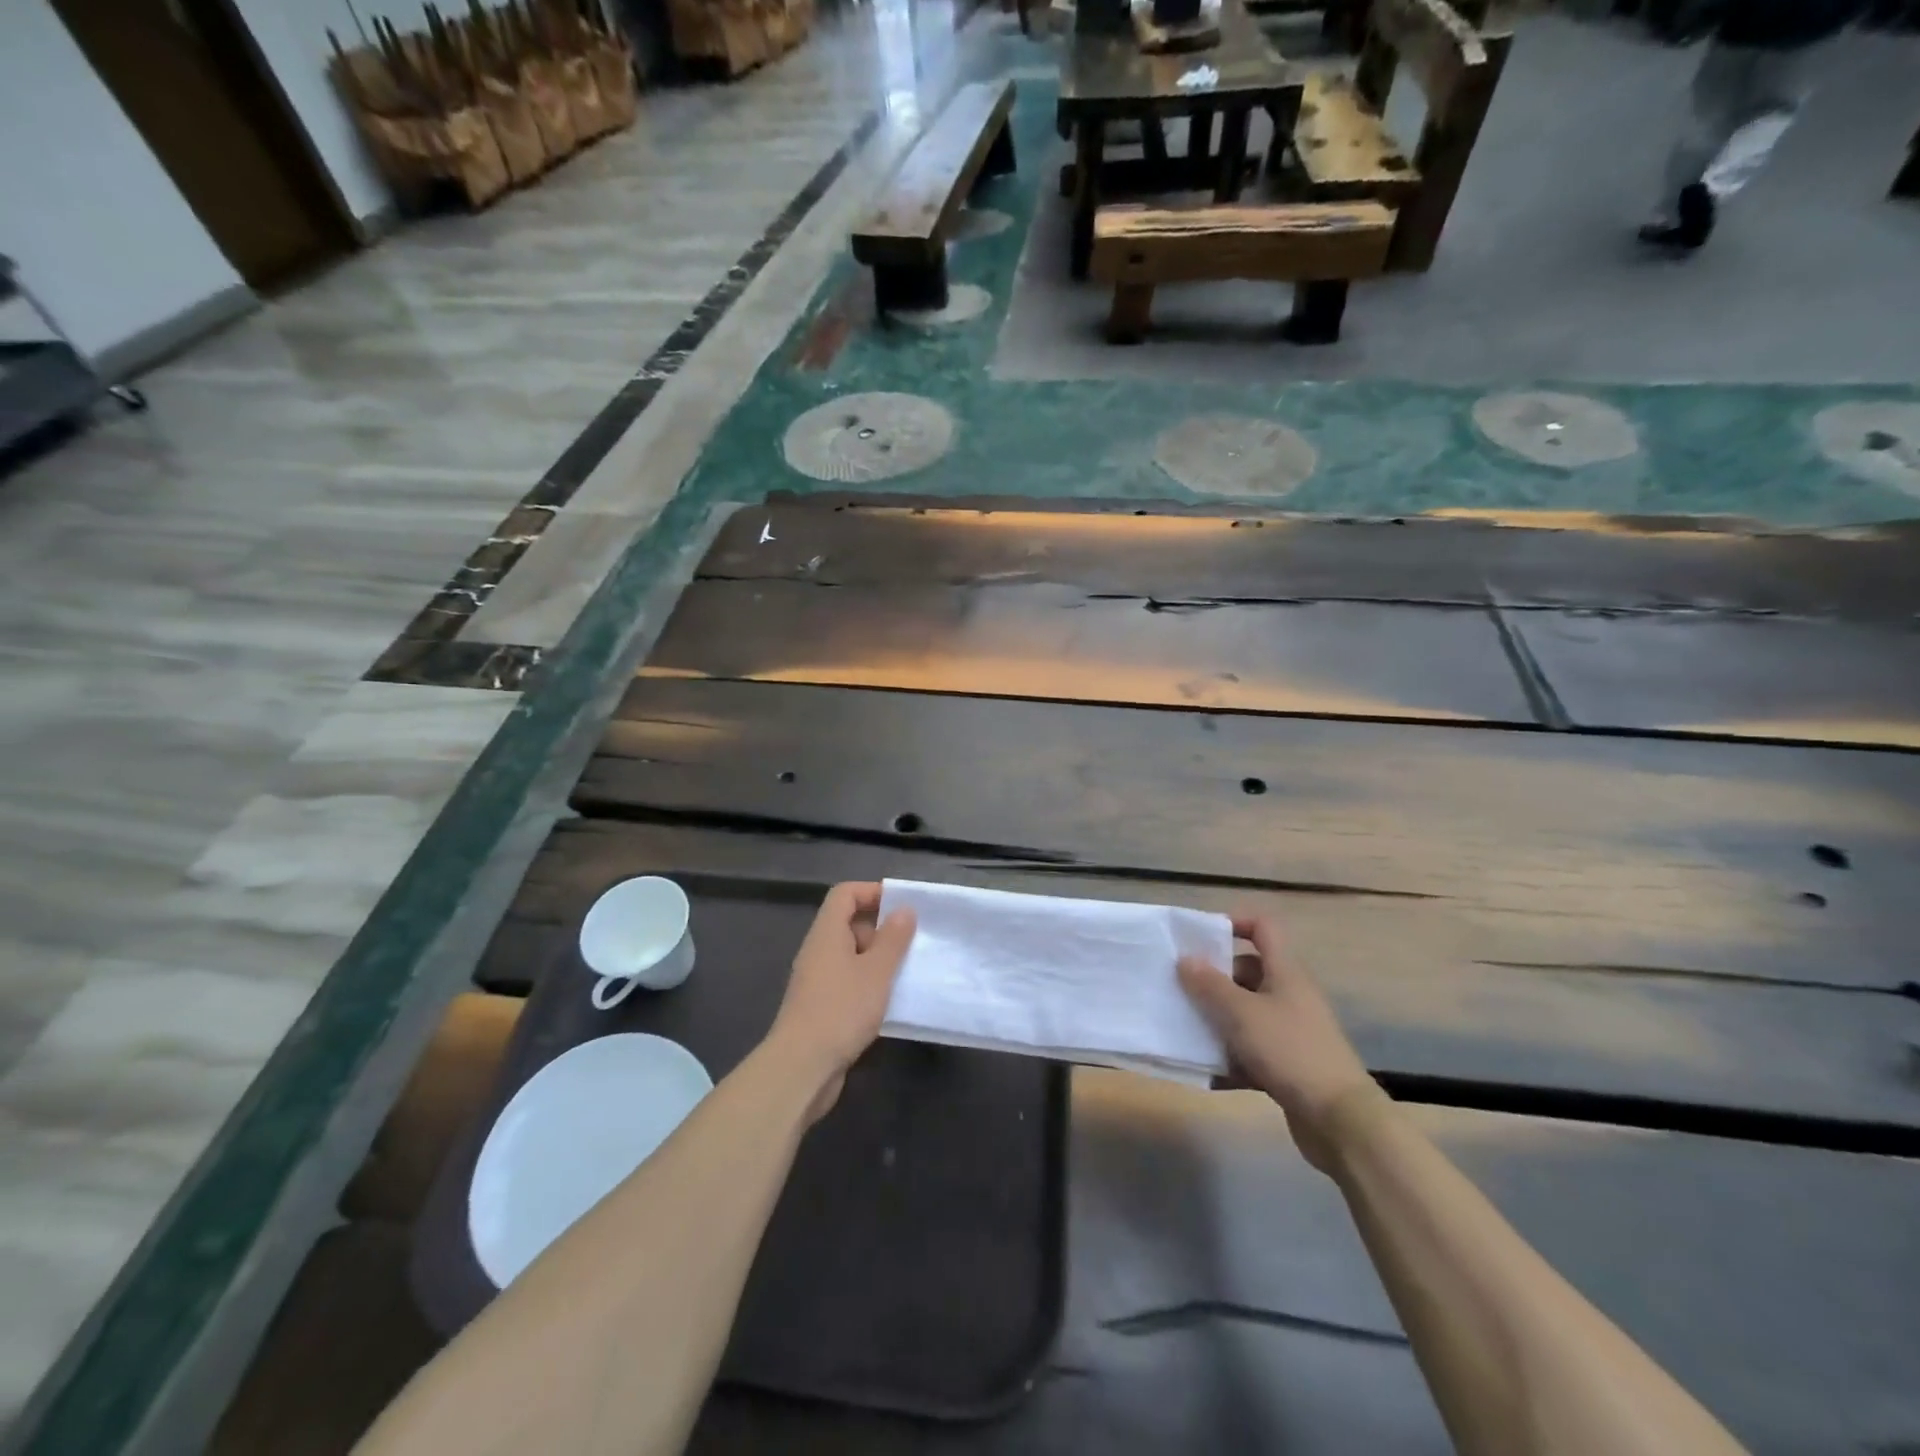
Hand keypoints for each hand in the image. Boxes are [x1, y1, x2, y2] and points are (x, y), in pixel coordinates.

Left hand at [769, 882, 915, 1121]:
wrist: (801, 1067)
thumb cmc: (841, 1010)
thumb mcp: (876, 971)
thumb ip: (893, 939)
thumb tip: (904, 909)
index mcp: (827, 933)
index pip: (845, 894)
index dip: (872, 892)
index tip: (902, 906)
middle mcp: (818, 951)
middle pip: (848, 923)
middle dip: (881, 929)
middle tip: (912, 942)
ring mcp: (816, 980)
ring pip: (850, 956)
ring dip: (878, 960)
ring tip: (906, 972)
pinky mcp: (820, 1007)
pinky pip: (848, 982)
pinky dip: (868, 984)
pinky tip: (889, 1002)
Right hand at [1178, 915, 1378, 1171]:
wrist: (1340, 1121)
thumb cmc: (1290, 1051)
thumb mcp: (1242, 1013)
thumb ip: (1210, 985)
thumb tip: (1186, 959)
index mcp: (1285, 972)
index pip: (1263, 928)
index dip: (1235, 922)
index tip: (1201, 937)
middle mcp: (1290, 995)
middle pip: (1248, 971)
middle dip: (1214, 977)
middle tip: (1181, 986)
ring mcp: (1290, 1031)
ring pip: (1246, 1012)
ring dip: (1217, 1017)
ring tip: (1184, 1025)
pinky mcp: (1288, 1065)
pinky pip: (1251, 1049)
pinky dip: (1229, 1055)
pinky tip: (1205, 1069)